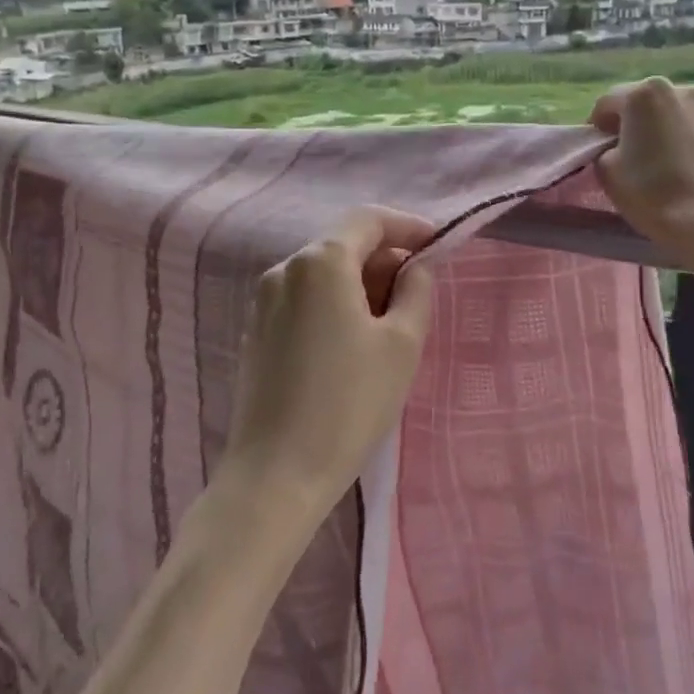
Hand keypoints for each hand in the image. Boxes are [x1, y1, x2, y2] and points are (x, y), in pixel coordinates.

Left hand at [222, 207, 436, 517]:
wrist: (276, 474)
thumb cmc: (349, 402)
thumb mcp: (402, 344)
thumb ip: (416, 290)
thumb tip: (416, 266)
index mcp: (321, 261)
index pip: (369, 219)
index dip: (407, 226)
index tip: (437, 247)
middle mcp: (285, 269)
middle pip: (344, 243)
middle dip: (385, 258)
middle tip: (419, 291)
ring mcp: (264, 301)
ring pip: (324, 273)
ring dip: (361, 283)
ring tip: (391, 322)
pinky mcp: (256, 331)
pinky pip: (304, 298)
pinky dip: (335, 303)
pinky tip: (353, 342)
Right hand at [589, 78, 693, 275]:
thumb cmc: (654, 194)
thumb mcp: (607, 172)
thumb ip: (603, 150)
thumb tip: (615, 148)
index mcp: (644, 94)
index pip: (606, 103)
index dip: (595, 127)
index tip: (594, 151)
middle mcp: (678, 89)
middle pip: (641, 104)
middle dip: (628, 124)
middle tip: (622, 155)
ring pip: (669, 115)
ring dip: (656, 130)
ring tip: (654, 162)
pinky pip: (691, 128)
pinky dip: (680, 140)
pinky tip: (680, 168)